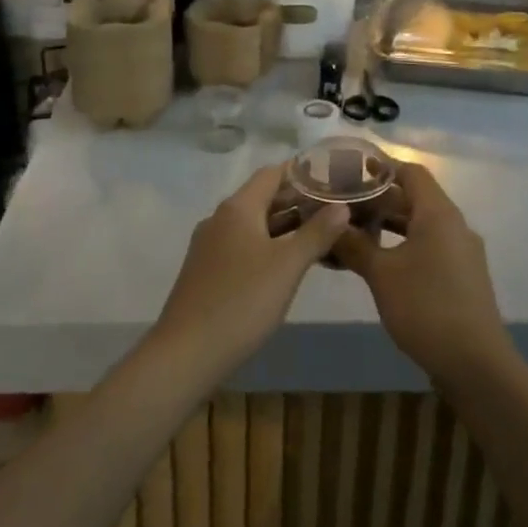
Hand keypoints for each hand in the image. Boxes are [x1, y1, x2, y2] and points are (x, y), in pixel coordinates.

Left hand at [150, 165, 351, 380]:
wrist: (185, 354)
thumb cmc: (242, 302)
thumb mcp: (288, 266)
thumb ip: (317, 233)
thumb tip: (342, 207)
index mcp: (238, 208)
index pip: (272, 173)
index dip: (302, 173)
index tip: (333, 178)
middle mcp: (220, 219)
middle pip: (263, 198)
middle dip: (298, 201)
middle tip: (334, 210)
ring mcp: (210, 246)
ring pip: (253, 224)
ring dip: (284, 226)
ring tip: (319, 235)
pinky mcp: (206, 271)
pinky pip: (243, 246)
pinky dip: (268, 246)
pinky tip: (287, 266)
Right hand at [331, 164, 512, 385]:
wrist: (476, 365)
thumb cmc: (426, 307)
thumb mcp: (381, 274)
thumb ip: (354, 245)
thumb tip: (330, 226)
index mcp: (438, 213)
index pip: (410, 172)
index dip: (381, 167)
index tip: (350, 169)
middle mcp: (454, 225)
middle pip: (414, 198)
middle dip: (378, 199)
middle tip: (343, 203)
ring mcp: (461, 252)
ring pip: (420, 225)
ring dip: (389, 225)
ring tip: (353, 231)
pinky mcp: (461, 277)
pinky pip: (428, 247)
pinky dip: (402, 246)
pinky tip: (377, 263)